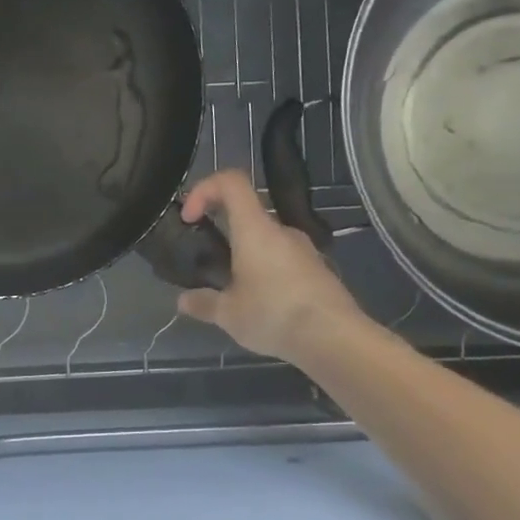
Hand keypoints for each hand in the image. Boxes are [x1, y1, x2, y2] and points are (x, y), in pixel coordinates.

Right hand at [176, 169, 360, 362]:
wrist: (335, 338)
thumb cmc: (274, 315)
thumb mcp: (228, 314)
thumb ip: (203, 303)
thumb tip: (183, 301)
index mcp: (255, 229)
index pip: (231, 182)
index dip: (204, 189)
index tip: (190, 217)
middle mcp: (281, 231)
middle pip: (247, 212)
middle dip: (222, 228)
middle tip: (207, 258)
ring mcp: (304, 249)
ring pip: (266, 239)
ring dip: (244, 254)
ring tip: (233, 289)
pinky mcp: (317, 269)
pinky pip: (283, 259)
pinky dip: (265, 270)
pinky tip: (262, 303)